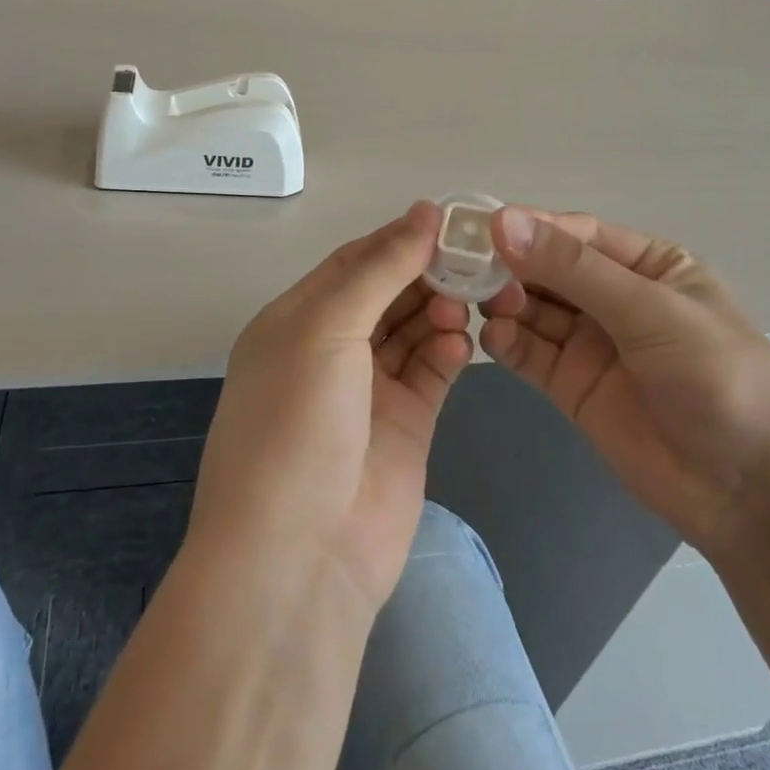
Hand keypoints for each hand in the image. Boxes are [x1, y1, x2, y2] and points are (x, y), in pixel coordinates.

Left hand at [187, 202, 473, 612]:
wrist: (301, 556)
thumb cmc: (296, 425)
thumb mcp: (324, 331)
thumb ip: (377, 270)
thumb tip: (423, 213)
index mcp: (295, 321)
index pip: (352, 262)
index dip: (397, 238)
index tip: (447, 220)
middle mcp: (330, 350)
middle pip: (386, 293)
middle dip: (426, 273)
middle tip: (474, 258)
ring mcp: (369, 389)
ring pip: (413, 328)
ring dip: (441, 309)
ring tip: (469, 301)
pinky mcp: (406, 423)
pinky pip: (433, 370)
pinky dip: (450, 350)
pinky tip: (463, 342)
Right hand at [481, 206, 769, 556]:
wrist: (748, 490)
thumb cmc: (716, 379)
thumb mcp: (649, 311)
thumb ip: (574, 269)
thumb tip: (503, 221)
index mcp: (647, 265)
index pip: (577, 234)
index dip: (531, 227)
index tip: (481, 228)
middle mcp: (614, 297)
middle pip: (547, 269)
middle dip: (510, 265)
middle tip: (466, 267)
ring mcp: (590, 343)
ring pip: (532, 309)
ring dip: (503, 301)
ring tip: (476, 302)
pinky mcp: (571, 385)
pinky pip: (529, 352)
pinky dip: (506, 341)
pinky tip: (492, 336)